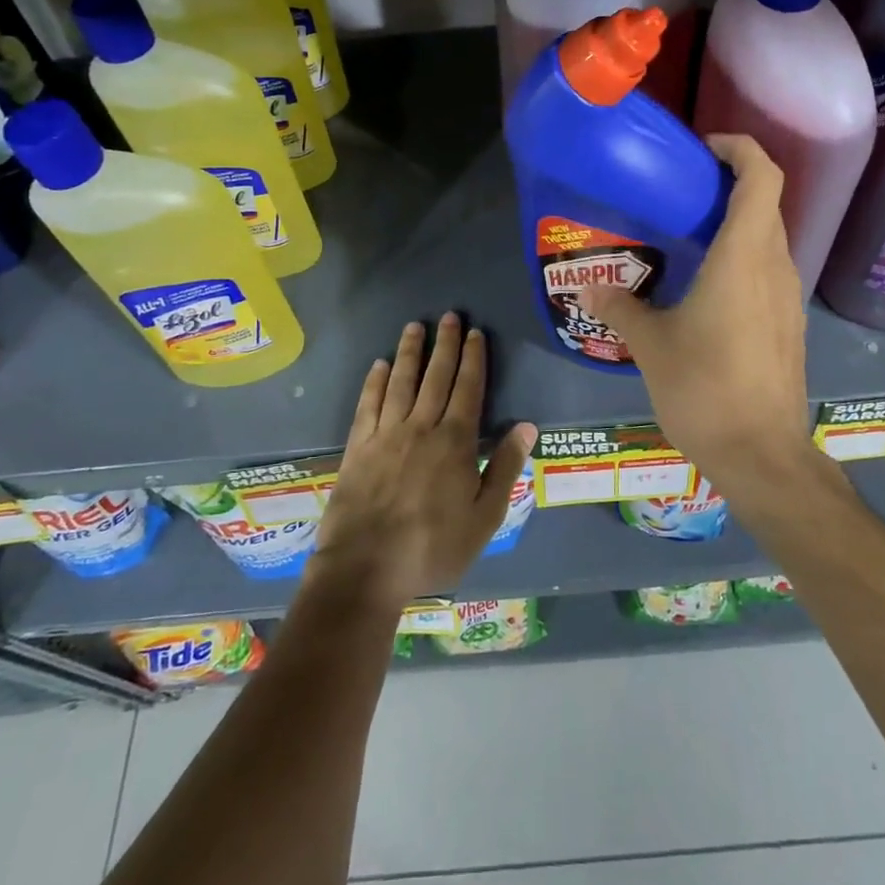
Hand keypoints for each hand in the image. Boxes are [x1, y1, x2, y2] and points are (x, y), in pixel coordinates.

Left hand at [308, 313, 536, 612]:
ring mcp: (386, 434)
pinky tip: (379, 365)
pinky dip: (375, 381)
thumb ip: (505, 468)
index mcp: (455, 442)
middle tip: (449, 316)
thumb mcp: (484, 517)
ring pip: (401, 382)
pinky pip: (368, 404)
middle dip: (445, 345)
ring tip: (415, 326)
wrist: (366, 568)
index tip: (475, 333)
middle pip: (436, 376)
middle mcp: (421, 427)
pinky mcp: (358, 446)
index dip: (473, 359)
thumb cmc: (433, 547)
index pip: (468, 389)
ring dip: (410, 352)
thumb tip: (526, 425)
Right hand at [582, 135, 815, 486]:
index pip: (762, 177)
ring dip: (736, 222)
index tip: (704, 148)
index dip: (740, 148)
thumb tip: (587, 289)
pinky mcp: (788, 323)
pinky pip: (768, 269)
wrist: (763, 456)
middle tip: (681, 190)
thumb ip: (620, 308)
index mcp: (743, 257)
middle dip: (730, 183)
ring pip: (769, 237)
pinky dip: (742, 256)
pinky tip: (706, 285)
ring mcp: (787, 297)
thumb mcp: (651, 345)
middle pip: (766, 202)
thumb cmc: (705, 389)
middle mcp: (774, 266)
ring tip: (687, 234)